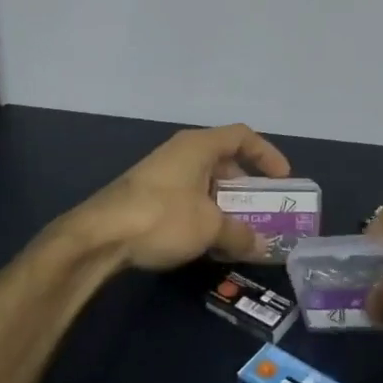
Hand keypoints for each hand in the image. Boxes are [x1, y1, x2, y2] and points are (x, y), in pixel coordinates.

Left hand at [67, 124, 291, 272]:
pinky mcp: (147, 195)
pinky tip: (207, 241)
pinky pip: (187, 197)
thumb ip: (240, 234)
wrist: (100, 235)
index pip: (243, 136)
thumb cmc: (163, 217)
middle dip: (246, 186)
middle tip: (262, 210)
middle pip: (224, 160)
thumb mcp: (210, 227)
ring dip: (225, 204)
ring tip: (239, 231)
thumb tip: (263, 247)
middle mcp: (181, 152)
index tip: (283, 179)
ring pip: (204, 182)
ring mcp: (161, 173)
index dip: (267, 154)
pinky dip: (203, 214)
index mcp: (199, 146)